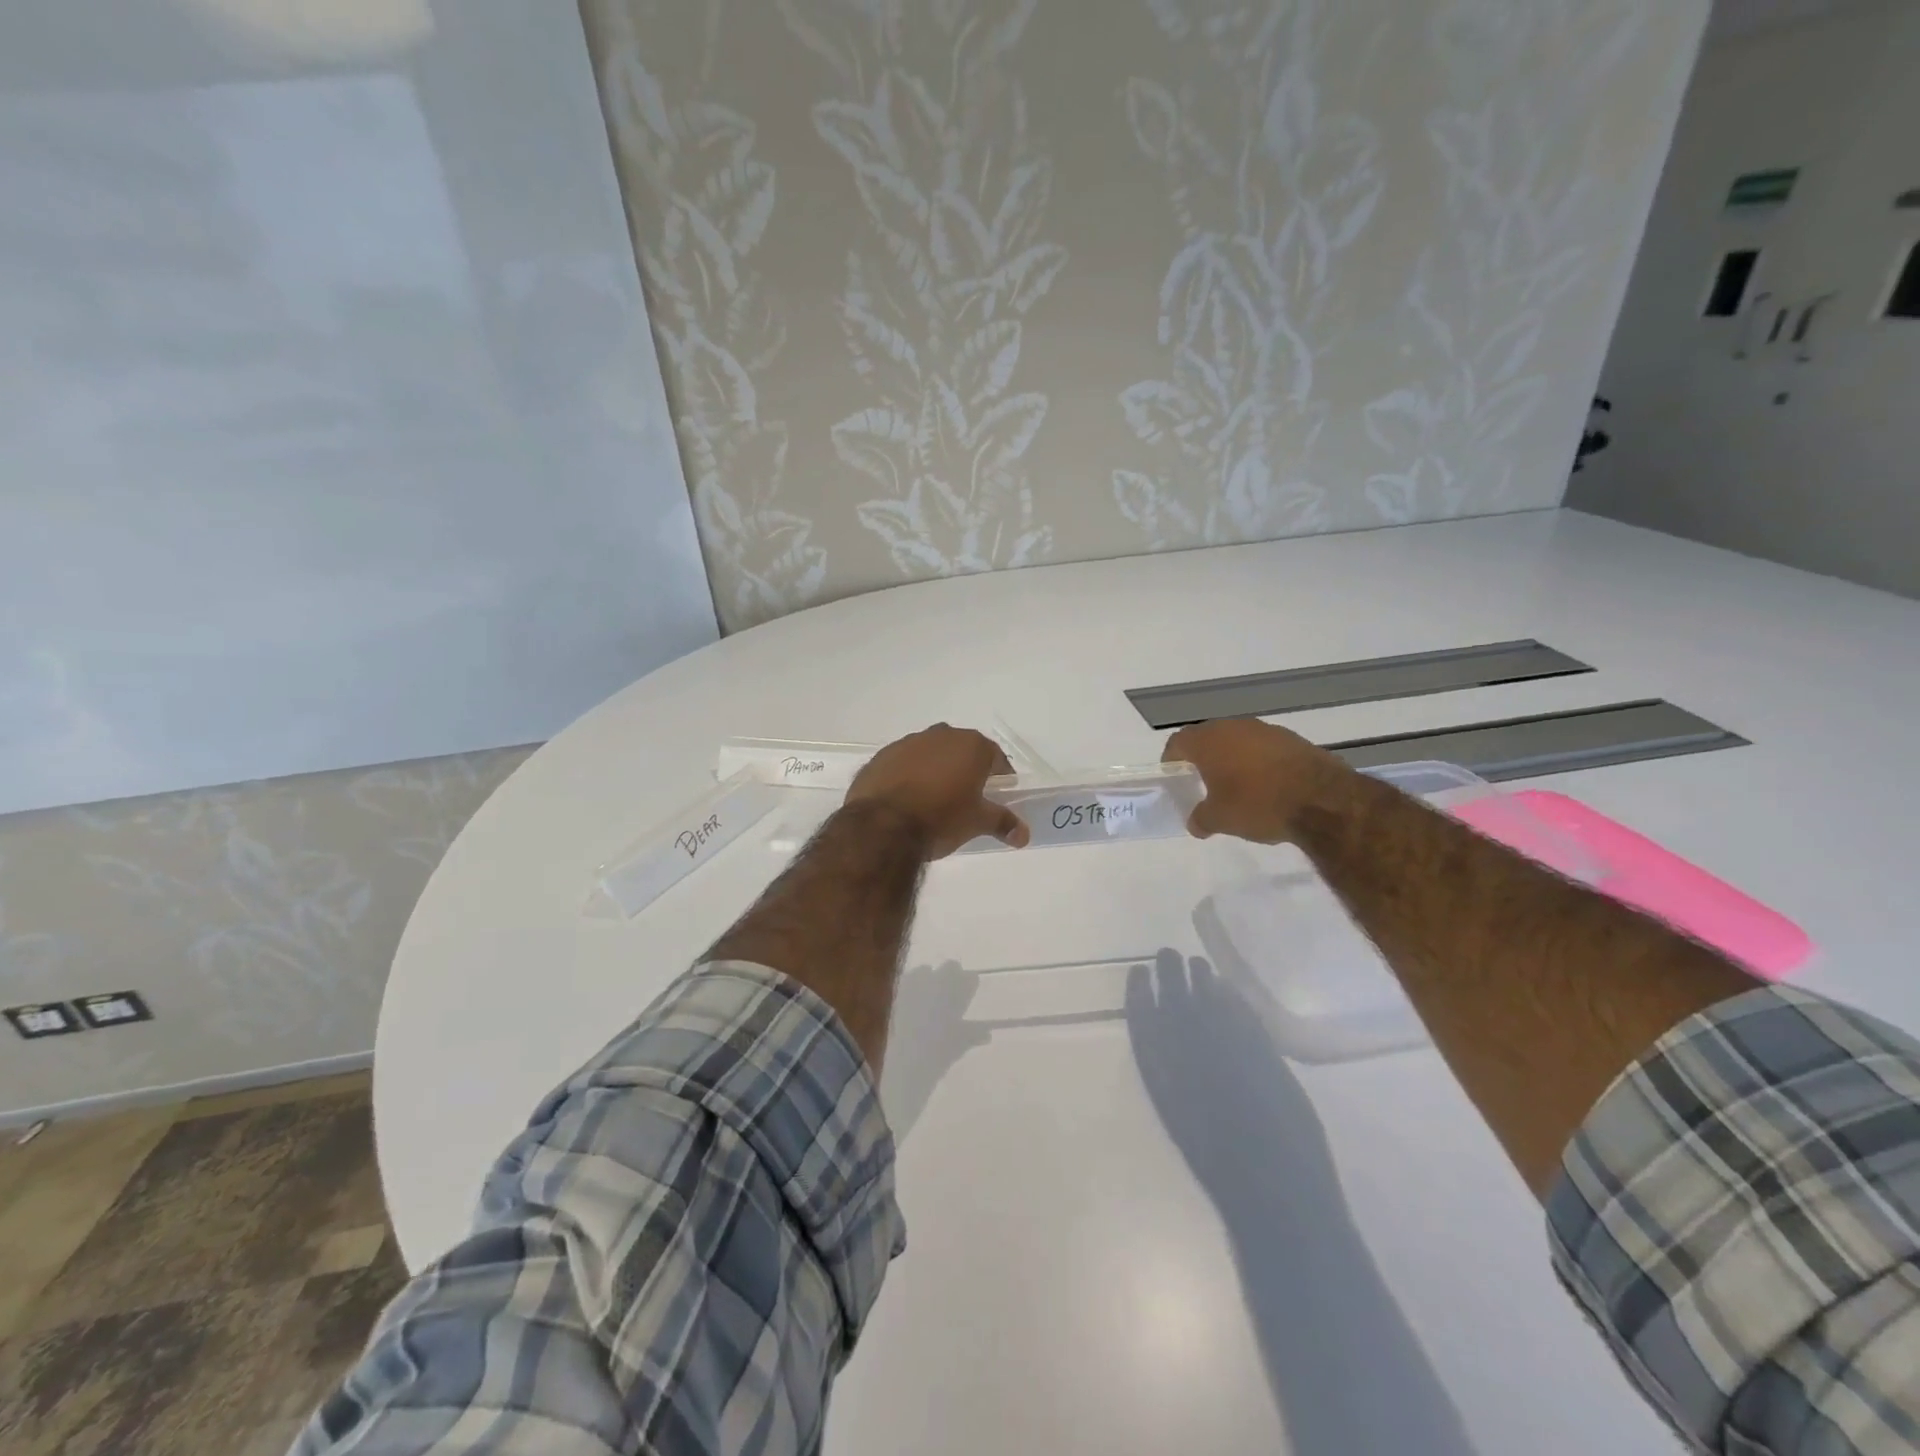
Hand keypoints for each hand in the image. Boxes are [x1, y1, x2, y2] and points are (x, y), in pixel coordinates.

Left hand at [844, 724, 1029, 859]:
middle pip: (961, 751)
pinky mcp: (882, 756)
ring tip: (934, 800)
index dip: (1000, 776)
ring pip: (930, 754)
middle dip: (966, 770)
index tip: (998, 794)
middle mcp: (941, 735)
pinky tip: (906, 799)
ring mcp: (908, 742)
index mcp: (971, 745)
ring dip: (935, 770)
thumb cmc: (941, 818)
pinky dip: (908, 776)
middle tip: (967, 798)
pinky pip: (903, 763)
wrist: (882, 825)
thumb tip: (1024, 834)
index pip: (995, 757)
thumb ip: (1003, 822)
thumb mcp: (977, 822)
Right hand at [1161, 718, 1346, 843]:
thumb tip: (1196, 823)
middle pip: (1209, 737)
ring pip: (1238, 740)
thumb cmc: (1257, 804)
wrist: (1322, 800)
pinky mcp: (1293, 739)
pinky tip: (1267, 784)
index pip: (1179, 741)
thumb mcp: (1220, 820)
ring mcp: (1266, 730)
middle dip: (1203, 756)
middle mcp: (1234, 727)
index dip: (1172, 758)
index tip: (1174, 774)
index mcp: (1208, 742)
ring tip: (1237, 784)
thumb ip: (1201, 819)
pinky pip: (1265, 747)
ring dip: (1233, 757)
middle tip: (1203, 780)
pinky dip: (1259, 761)